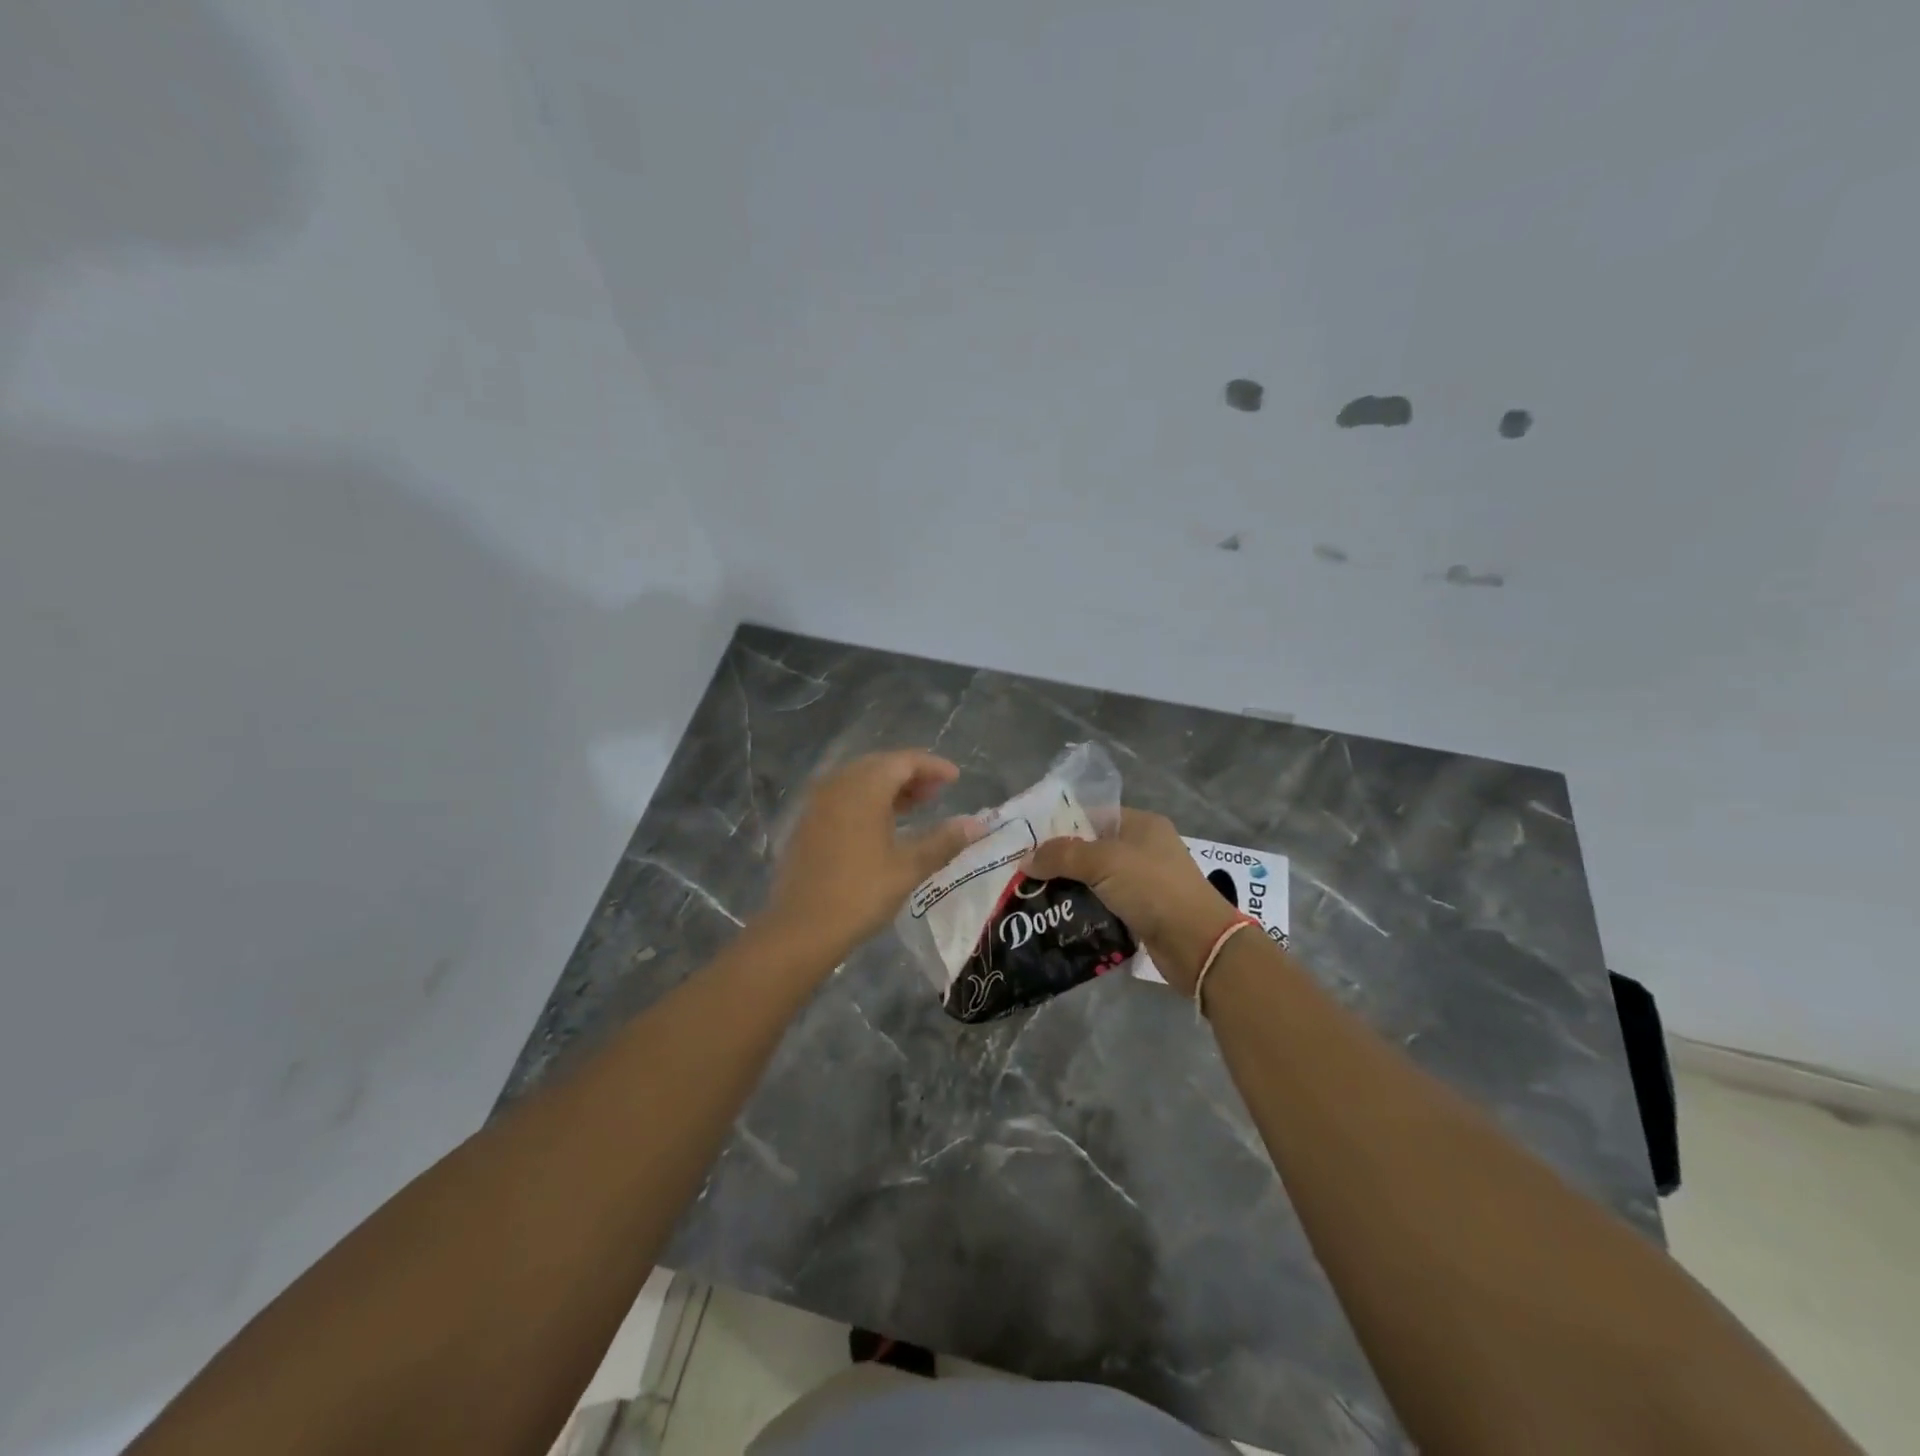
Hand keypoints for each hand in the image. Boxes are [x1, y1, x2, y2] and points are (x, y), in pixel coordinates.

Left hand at [761, 750, 982, 963]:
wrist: (800, 928)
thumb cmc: (860, 893)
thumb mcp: (908, 867)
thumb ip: (943, 840)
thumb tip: (976, 824)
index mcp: (863, 788)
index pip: (903, 761)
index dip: (933, 766)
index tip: (955, 778)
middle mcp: (838, 785)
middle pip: (880, 765)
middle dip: (911, 774)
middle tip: (938, 792)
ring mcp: (818, 803)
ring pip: (859, 781)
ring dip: (889, 787)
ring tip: (917, 806)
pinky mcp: (807, 823)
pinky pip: (843, 797)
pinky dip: (868, 801)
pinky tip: (882, 825)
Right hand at [1027, 809, 1243, 994]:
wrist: (1197, 943)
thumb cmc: (1152, 888)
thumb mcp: (1103, 861)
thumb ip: (1062, 855)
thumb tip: (1026, 860)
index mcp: (1141, 824)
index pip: (1093, 815)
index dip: (1061, 825)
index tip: (1028, 841)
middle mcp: (1144, 849)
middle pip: (1091, 850)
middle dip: (1060, 863)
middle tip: (1024, 874)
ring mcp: (1145, 883)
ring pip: (1096, 882)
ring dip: (1070, 891)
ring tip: (1033, 899)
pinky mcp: (1143, 914)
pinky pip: (1105, 907)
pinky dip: (1085, 913)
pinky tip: (1058, 920)